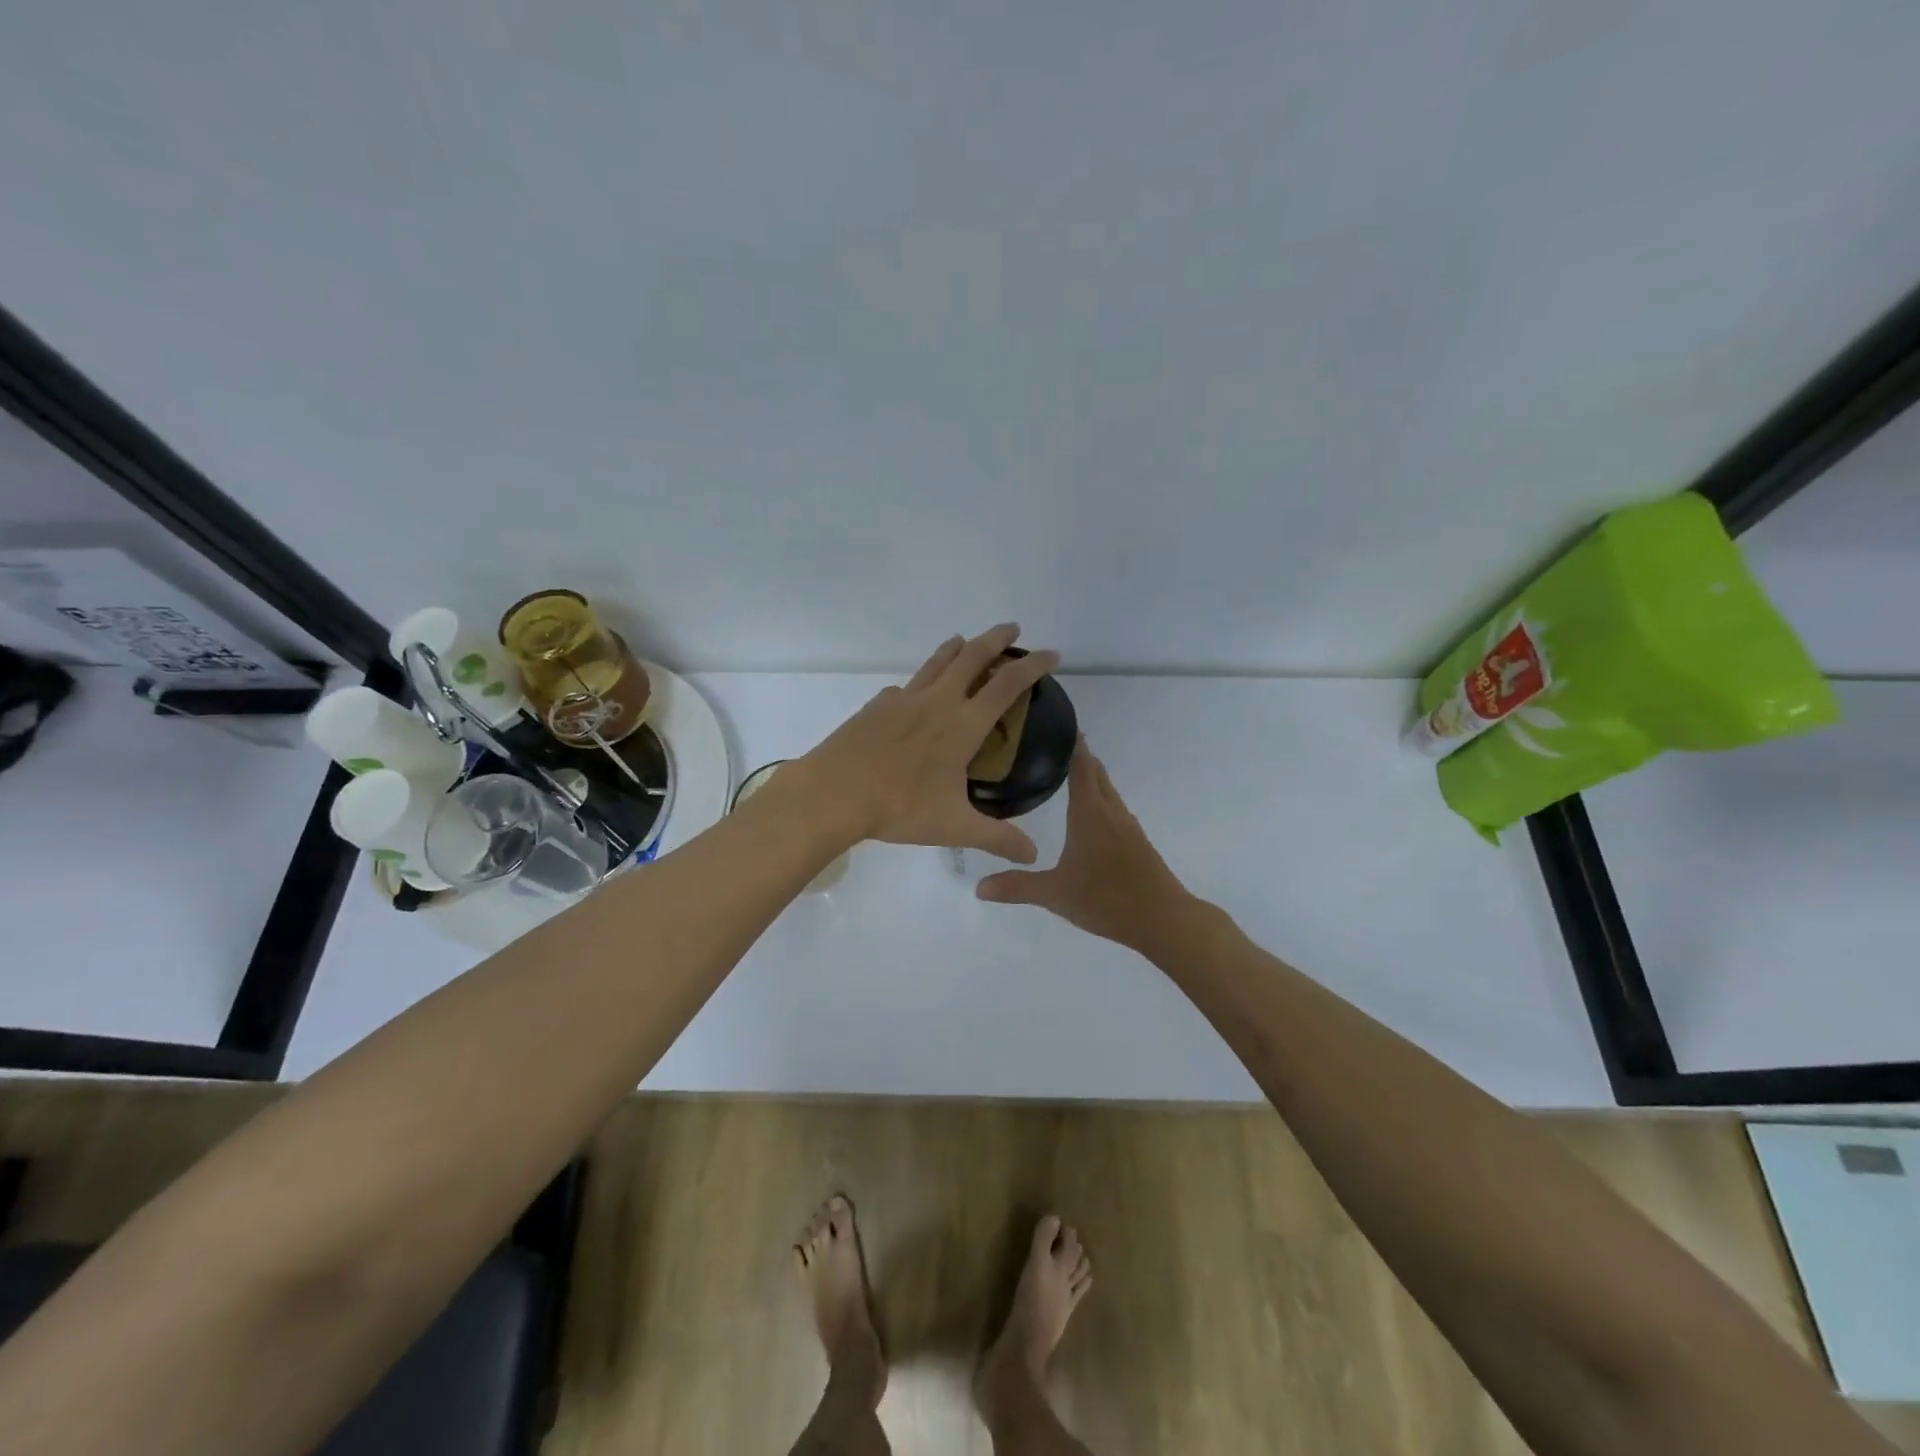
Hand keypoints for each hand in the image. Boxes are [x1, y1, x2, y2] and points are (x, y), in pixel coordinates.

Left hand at [792, 625, 1060, 861]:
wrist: (834, 792)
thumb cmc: (899, 807)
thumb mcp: (954, 827)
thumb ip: (997, 838)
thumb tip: (1033, 855)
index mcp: (963, 725)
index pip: (1007, 684)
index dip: (1033, 666)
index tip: (1051, 654)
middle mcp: (937, 702)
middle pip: (972, 656)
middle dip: (996, 639)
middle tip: (1012, 629)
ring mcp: (903, 699)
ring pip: (936, 662)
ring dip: (957, 648)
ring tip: (966, 641)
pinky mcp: (877, 706)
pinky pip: (905, 687)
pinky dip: (920, 682)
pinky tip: (913, 695)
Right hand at [976, 739, 1188, 949]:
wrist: (1163, 919)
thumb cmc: (1106, 898)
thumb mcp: (1055, 894)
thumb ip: (1017, 887)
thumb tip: (978, 887)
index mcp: (1090, 813)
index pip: (1081, 766)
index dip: (1072, 743)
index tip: (1059, 722)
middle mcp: (1111, 811)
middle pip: (1096, 772)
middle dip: (1079, 756)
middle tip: (1052, 746)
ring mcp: (1128, 825)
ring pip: (1108, 790)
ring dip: (1091, 778)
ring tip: (1067, 774)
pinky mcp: (1138, 841)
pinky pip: (1115, 808)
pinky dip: (1100, 799)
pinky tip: (1089, 815)